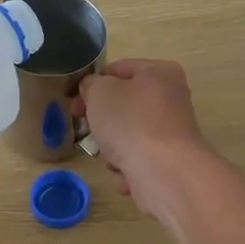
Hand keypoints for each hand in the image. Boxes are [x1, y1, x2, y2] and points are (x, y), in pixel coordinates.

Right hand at [76, 59, 214, 213]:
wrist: (164, 173)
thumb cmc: (130, 122)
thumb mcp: (99, 92)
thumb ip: (90, 84)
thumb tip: (93, 90)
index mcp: (159, 72)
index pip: (116, 70)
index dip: (91, 85)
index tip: (74, 104)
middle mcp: (171, 99)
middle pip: (122, 105)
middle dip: (101, 122)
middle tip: (86, 131)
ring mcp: (171, 132)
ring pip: (127, 135)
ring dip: (112, 148)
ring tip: (112, 157)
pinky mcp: (169, 160)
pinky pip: (137, 158)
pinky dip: (127, 166)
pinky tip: (126, 173)